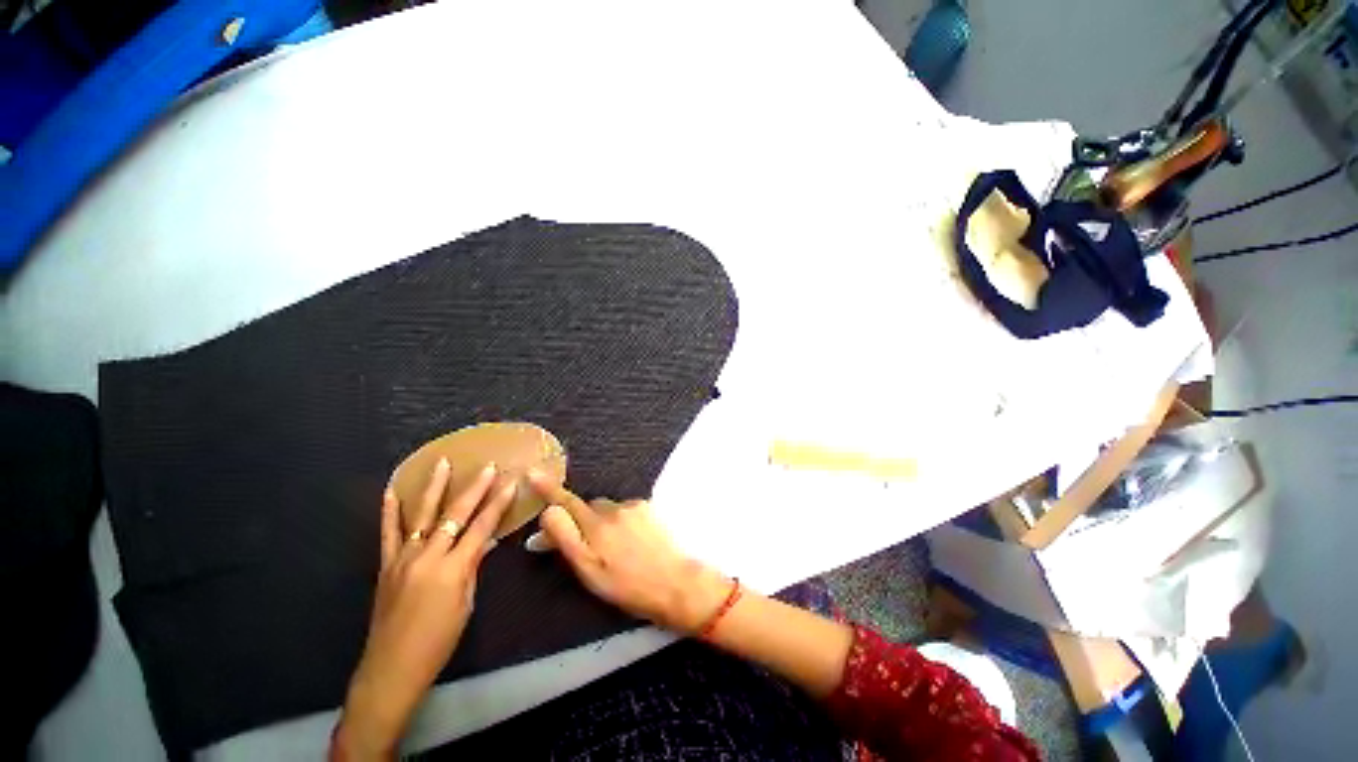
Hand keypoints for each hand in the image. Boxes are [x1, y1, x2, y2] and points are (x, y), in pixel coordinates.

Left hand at [334, 461, 516, 760]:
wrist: (391, 669)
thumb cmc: (438, 641)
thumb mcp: (465, 603)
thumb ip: (473, 567)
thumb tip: (486, 541)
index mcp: (453, 569)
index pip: (482, 527)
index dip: (498, 503)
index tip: (510, 482)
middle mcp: (428, 557)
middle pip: (455, 515)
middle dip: (475, 488)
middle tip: (488, 466)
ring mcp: (403, 558)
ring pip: (421, 515)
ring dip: (434, 487)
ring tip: (442, 463)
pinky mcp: (386, 565)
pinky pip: (388, 534)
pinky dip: (390, 512)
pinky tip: (392, 492)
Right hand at [524, 472, 730, 633]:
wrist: (675, 583)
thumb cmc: (627, 586)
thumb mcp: (589, 571)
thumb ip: (566, 540)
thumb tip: (547, 514)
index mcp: (595, 526)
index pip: (566, 502)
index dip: (548, 489)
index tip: (532, 472)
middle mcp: (614, 509)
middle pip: (589, 507)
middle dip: (584, 520)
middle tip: (592, 548)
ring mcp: (634, 506)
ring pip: (610, 510)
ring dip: (607, 523)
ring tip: (619, 550)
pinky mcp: (649, 507)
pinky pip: (627, 510)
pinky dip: (625, 522)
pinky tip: (635, 542)